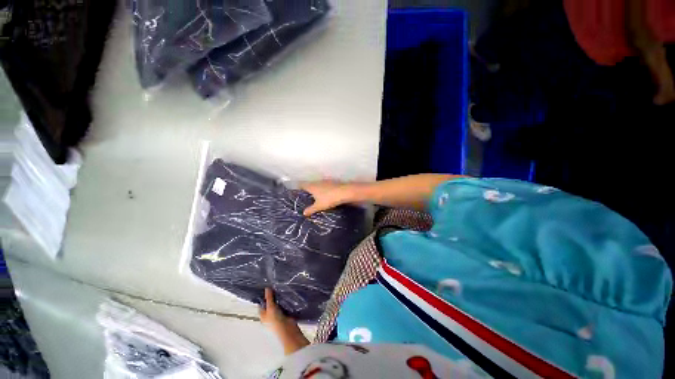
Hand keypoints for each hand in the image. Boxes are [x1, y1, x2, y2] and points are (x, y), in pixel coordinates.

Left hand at [259, 288, 309, 353]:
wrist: (287, 329)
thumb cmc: (275, 320)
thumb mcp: (270, 307)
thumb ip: (269, 298)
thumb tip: (267, 288)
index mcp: (263, 315)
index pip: (261, 304)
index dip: (263, 296)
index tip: (267, 287)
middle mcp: (269, 315)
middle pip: (269, 303)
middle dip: (272, 296)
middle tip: (274, 286)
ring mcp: (277, 314)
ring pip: (277, 304)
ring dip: (279, 298)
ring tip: (280, 288)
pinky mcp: (285, 313)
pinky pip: (283, 305)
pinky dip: (284, 301)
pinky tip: (286, 295)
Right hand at [300, 180, 353, 216]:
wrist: (344, 192)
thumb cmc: (329, 199)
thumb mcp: (319, 206)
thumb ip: (311, 209)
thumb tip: (304, 213)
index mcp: (312, 186)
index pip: (302, 185)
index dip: (299, 187)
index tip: (297, 191)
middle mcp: (317, 182)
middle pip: (310, 184)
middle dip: (308, 189)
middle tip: (306, 196)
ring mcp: (325, 181)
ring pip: (318, 185)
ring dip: (316, 189)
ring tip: (316, 196)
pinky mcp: (332, 182)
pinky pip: (325, 185)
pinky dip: (324, 189)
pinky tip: (326, 194)